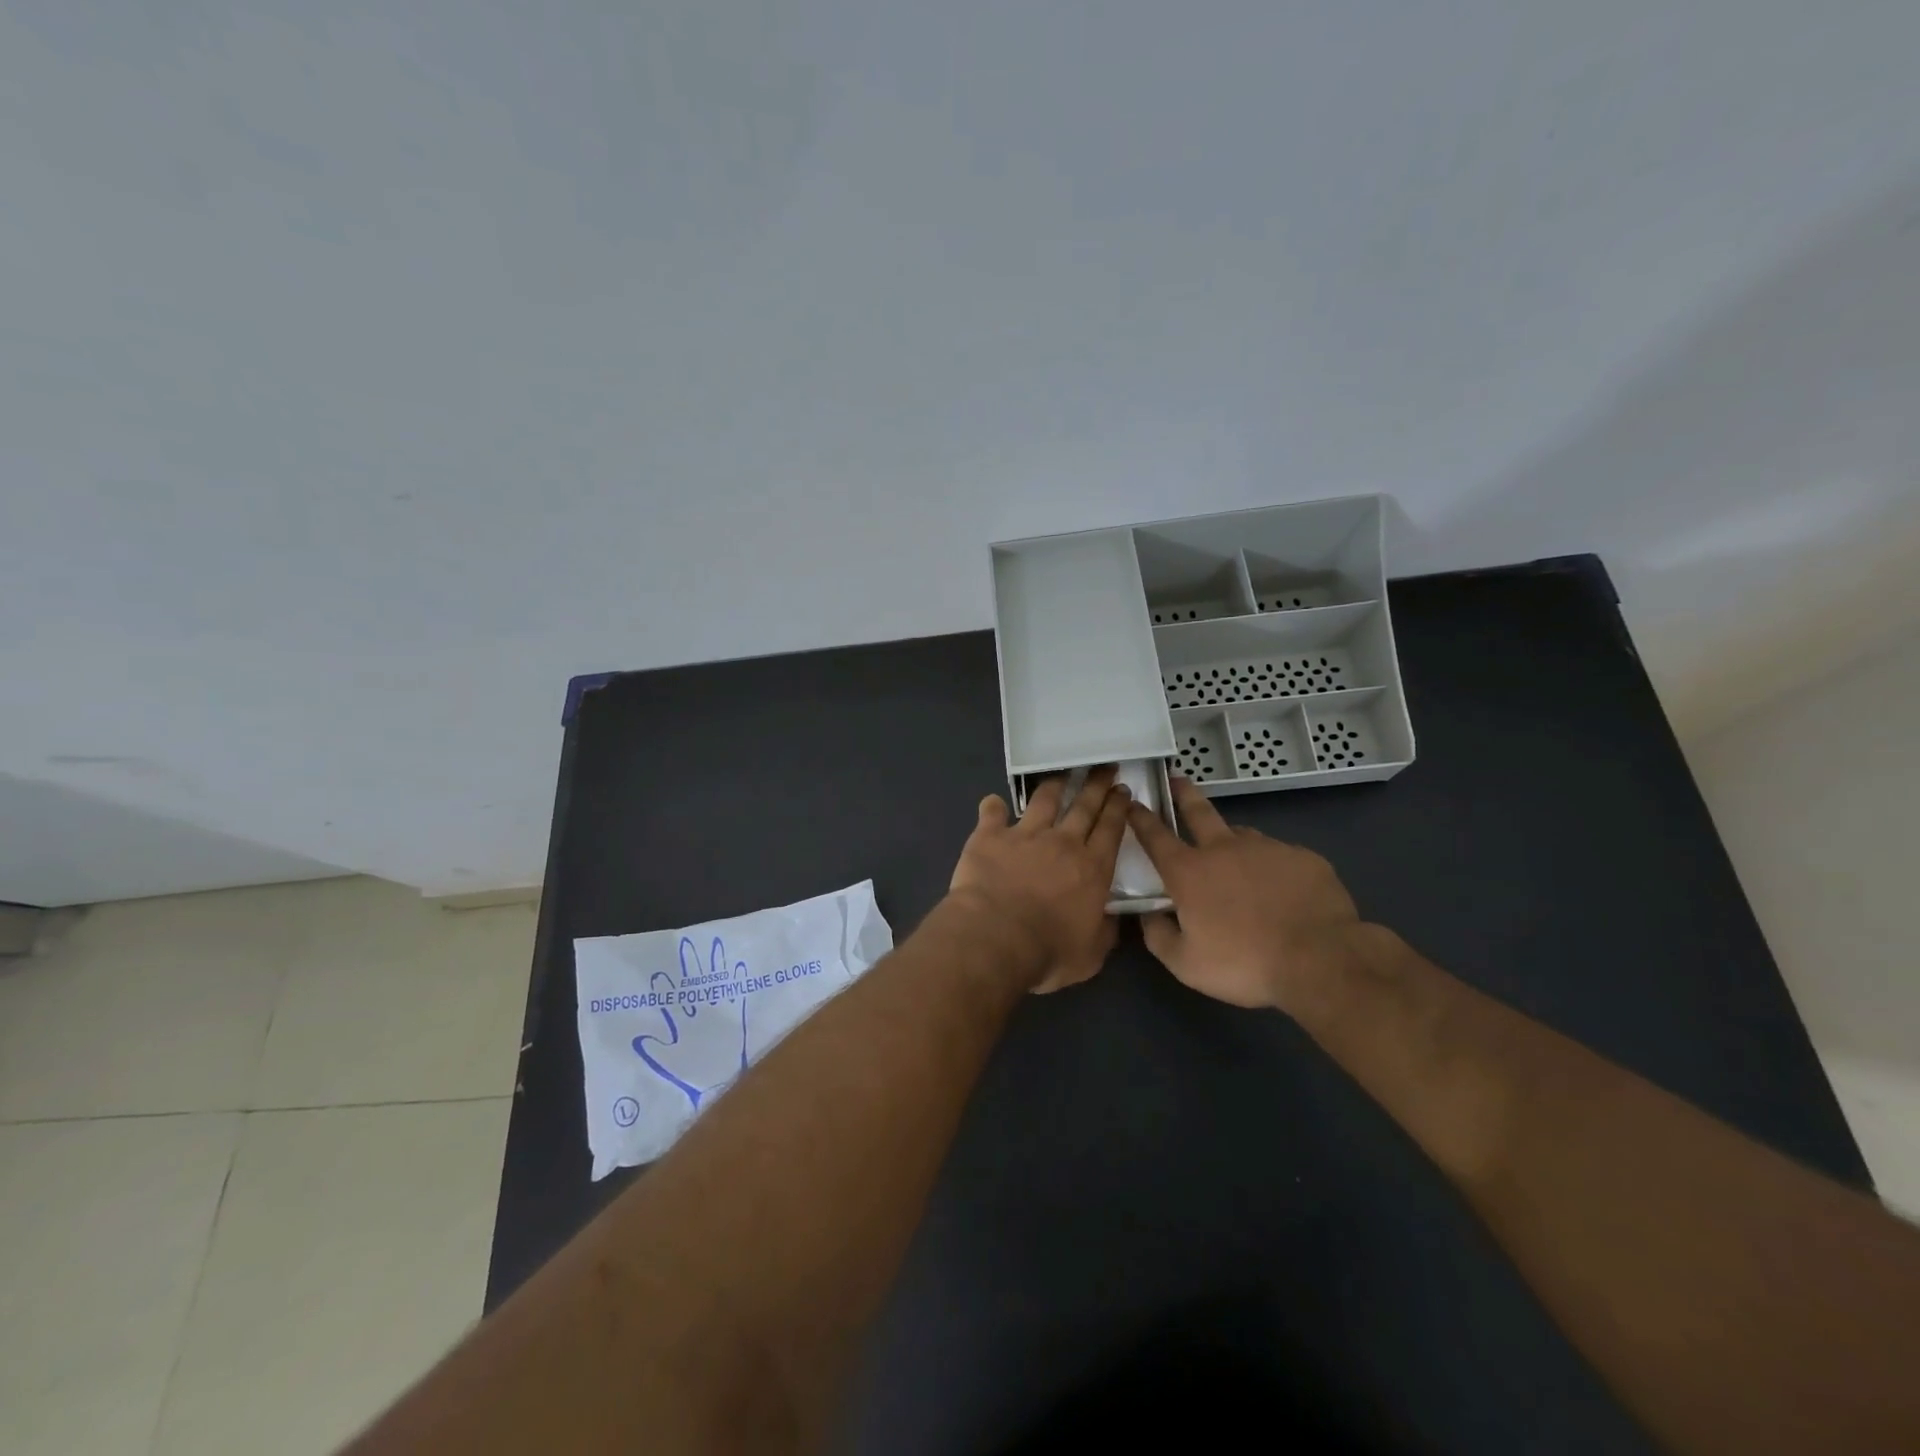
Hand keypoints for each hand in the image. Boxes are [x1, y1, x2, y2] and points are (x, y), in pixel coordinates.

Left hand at [948, 768, 1130, 992]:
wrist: (995, 937)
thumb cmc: (1048, 952)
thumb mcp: (1091, 955)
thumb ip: (1104, 932)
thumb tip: (1113, 919)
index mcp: (1092, 868)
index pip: (1111, 829)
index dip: (1118, 808)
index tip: (1123, 790)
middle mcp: (1063, 843)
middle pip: (1084, 806)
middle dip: (1096, 784)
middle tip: (1104, 767)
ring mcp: (1025, 835)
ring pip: (1044, 800)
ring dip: (1055, 784)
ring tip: (1062, 774)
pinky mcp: (990, 836)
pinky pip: (992, 813)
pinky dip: (993, 806)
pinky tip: (992, 802)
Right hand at [1127, 776, 1359, 1014]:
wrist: (1321, 959)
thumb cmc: (1244, 963)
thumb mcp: (1186, 964)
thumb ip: (1158, 936)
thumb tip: (1148, 916)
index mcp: (1189, 872)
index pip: (1155, 836)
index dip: (1141, 818)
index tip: (1133, 802)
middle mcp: (1224, 849)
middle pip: (1198, 811)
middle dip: (1184, 793)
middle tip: (1177, 778)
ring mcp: (1267, 848)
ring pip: (1241, 835)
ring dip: (1231, 839)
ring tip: (1236, 858)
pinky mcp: (1303, 857)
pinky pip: (1279, 856)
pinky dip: (1272, 867)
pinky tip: (1281, 890)